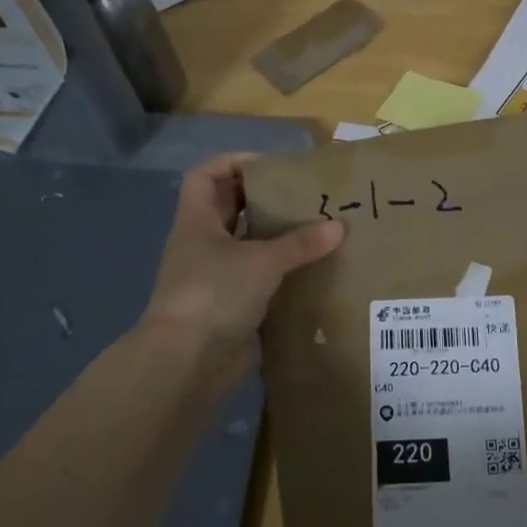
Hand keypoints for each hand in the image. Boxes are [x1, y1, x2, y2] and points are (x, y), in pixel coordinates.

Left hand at [139, 154, 344, 391]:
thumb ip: (300, 243)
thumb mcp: (262, 261)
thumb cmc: (215, 294)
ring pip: (246, 246)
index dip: (232, 163)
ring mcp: (215, 278)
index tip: (270, 167)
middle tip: (303, 197)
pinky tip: (311, 270)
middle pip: (230, 209)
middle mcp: (203, 245)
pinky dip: (281, 273)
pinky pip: (258, 280)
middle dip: (263, 200)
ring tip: (316, 230)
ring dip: (276, 238)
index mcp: (198, 222)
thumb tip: (339, 227)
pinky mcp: (231, 306)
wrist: (188, 362)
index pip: (205, 177)